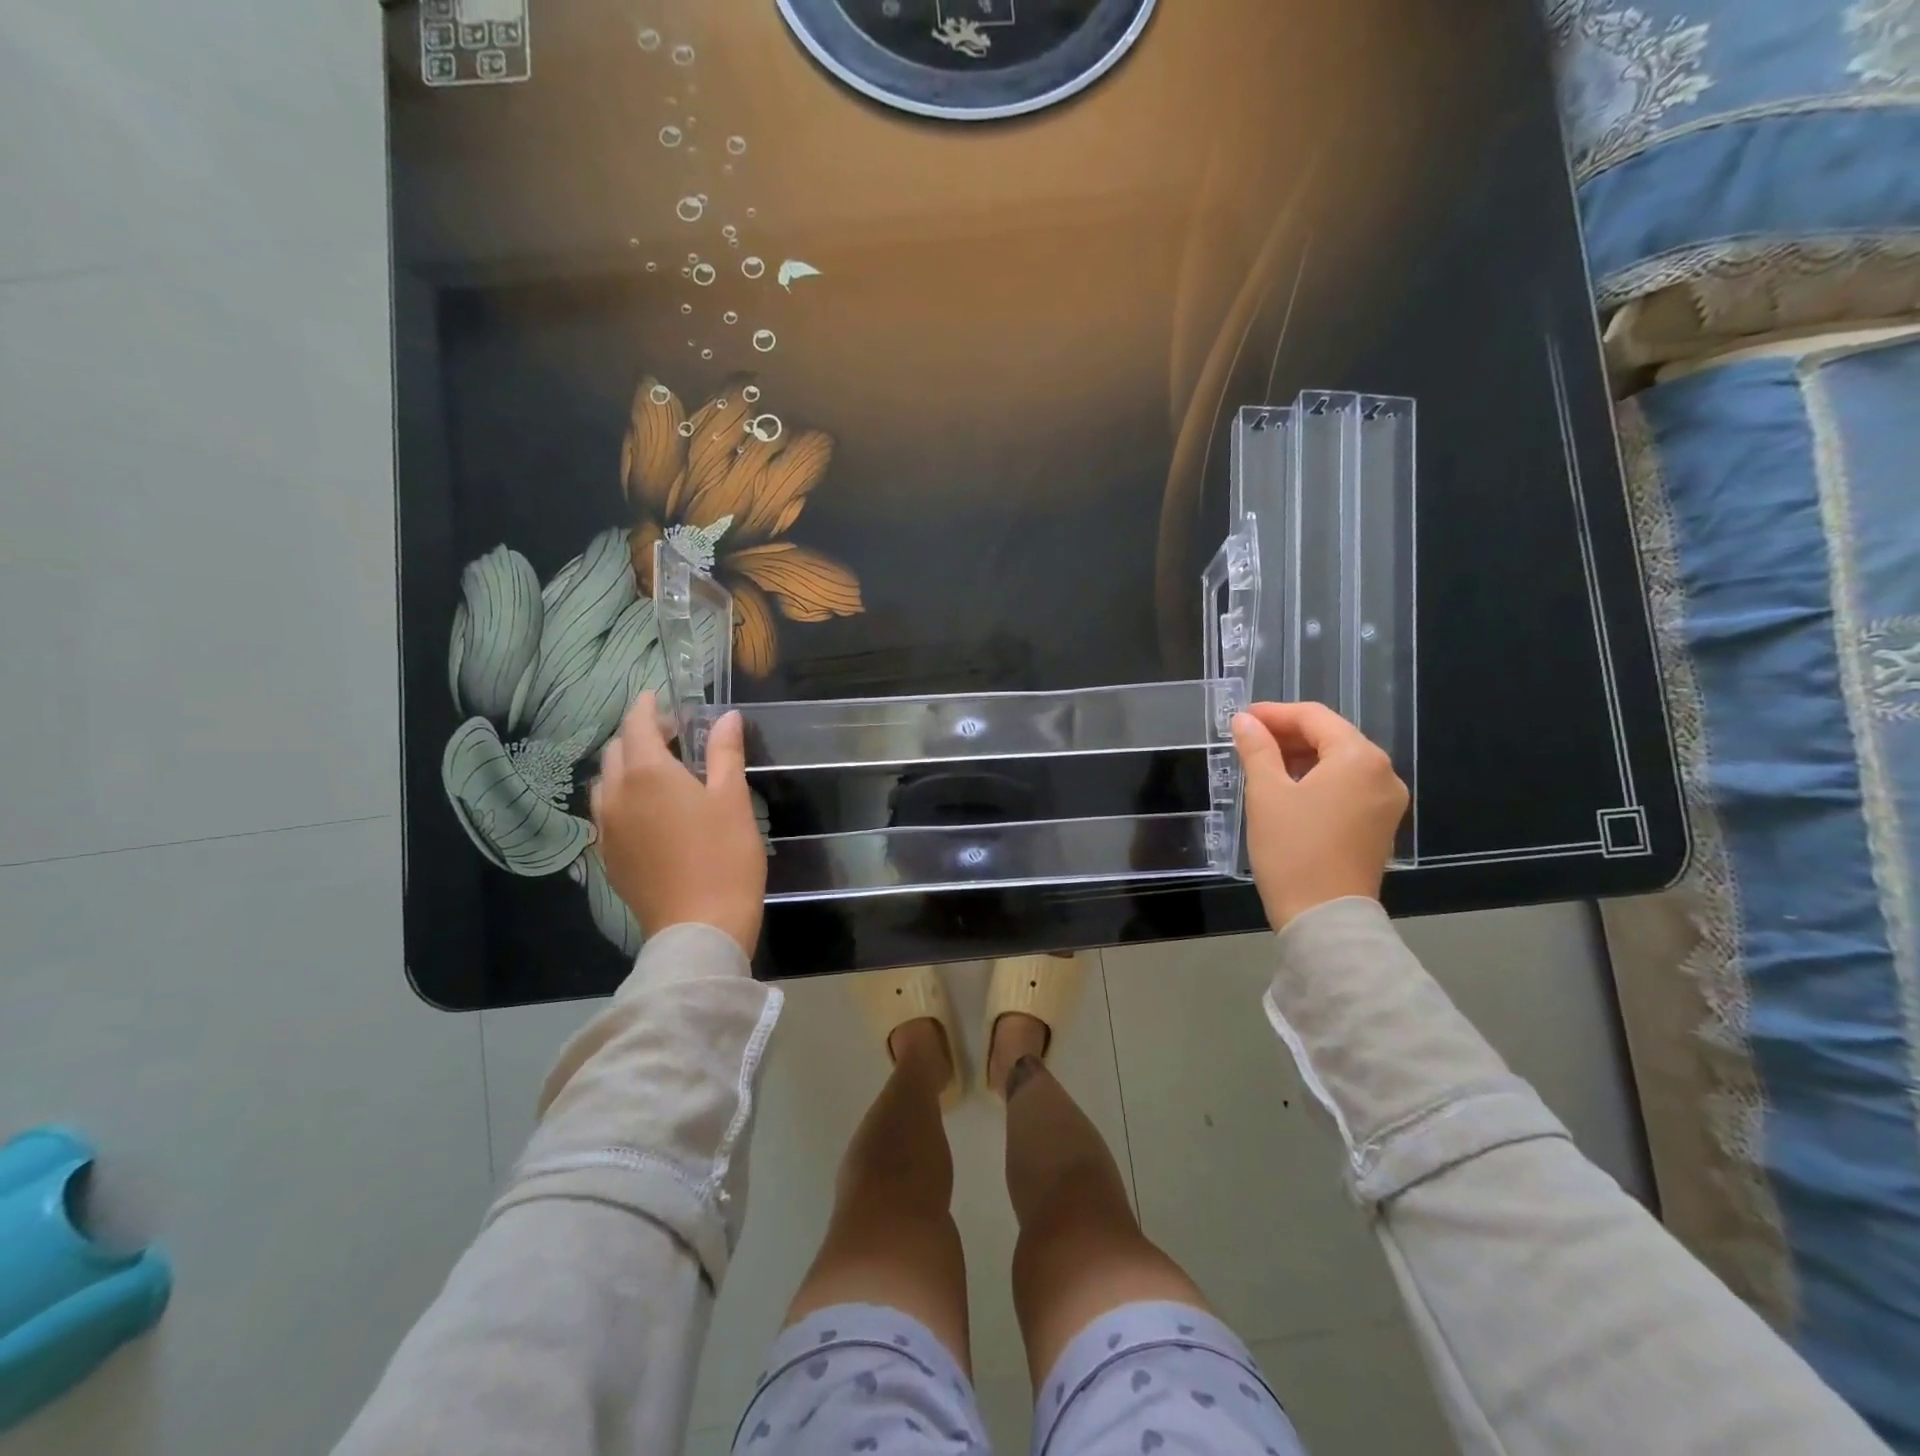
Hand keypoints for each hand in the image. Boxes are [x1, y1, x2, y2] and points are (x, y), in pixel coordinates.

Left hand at [590, 693, 766, 955]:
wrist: (699, 928)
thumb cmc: (724, 857)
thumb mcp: (732, 800)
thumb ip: (725, 752)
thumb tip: (726, 717)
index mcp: (648, 773)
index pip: (636, 724)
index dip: (647, 707)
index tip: (659, 698)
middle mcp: (617, 795)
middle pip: (616, 751)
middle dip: (639, 735)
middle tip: (674, 738)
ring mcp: (607, 828)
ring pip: (606, 782)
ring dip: (627, 767)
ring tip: (660, 774)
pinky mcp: (608, 856)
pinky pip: (607, 812)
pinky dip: (623, 798)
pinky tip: (649, 812)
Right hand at [1231, 702, 1408, 930]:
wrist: (1324, 918)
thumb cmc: (1293, 849)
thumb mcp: (1266, 793)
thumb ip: (1257, 749)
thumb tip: (1244, 720)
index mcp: (1359, 758)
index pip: (1315, 717)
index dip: (1274, 713)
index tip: (1241, 718)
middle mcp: (1383, 773)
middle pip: (1332, 737)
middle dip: (1288, 735)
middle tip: (1247, 740)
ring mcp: (1386, 802)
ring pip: (1340, 763)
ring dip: (1301, 757)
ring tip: (1261, 764)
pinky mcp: (1380, 825)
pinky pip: (1348, 787)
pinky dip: (1318, 780)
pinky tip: (1288, 789)